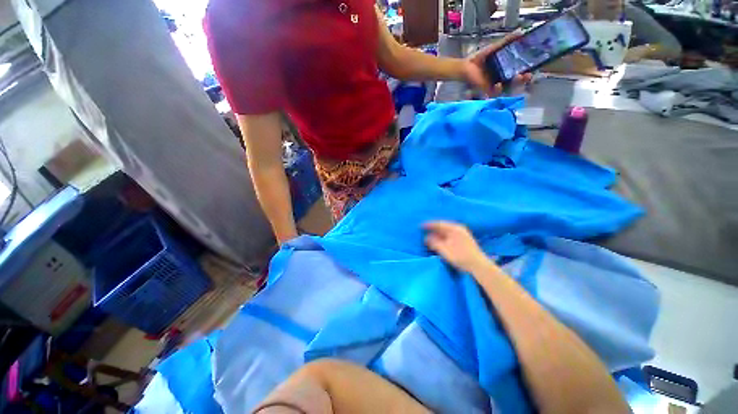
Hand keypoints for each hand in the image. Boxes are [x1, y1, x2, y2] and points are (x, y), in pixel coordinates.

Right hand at [423, 221, 492, 273]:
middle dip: (433, 228)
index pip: (438, 223)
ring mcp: (462, 233)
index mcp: (454, 229)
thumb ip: (434, 243)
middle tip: (423, 230)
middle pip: (442, 226)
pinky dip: (443, 235)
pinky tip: (439, 239)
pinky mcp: (464, 239)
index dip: (428, 224)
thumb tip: (426, 237)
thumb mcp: (445, 250)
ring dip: (438, 232)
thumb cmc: (461, 257)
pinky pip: (450, 234)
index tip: (420, 226)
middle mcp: (458, 228)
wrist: (479, 266)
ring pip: (446, 230)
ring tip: (429, 234)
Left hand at [463, 31, 532, 96]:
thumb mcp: (494, 48)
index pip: (519, 72)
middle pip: (516, 82)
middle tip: (527, 75)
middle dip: (523, 79)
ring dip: (514, 84)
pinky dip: (497, 89)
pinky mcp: (486, 91)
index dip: (527, 72)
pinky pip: (494, 93)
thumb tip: (520, 31)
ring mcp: (495, 86)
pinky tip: (499, 85)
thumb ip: (506, 41)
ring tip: (518, 77)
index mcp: (506, 70)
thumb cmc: (480, 59)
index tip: (533, 69)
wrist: (465, 67)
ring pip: (507, 88)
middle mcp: (502, 79)